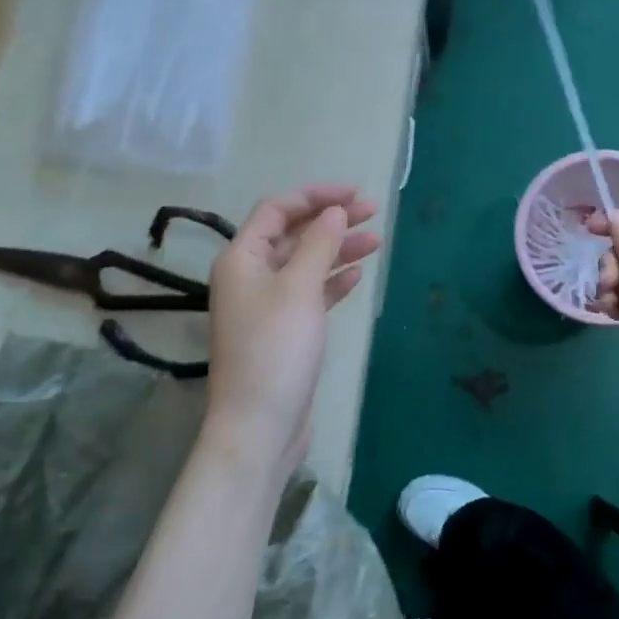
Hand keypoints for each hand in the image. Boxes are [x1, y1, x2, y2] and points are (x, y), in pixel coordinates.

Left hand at [204, 184, 379, 480]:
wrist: (260, 423)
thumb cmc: (276, 348)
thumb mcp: (299, 288)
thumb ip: (319, 244)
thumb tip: (333, 211)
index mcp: (242, 258)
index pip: (277, 210)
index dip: (315, 196)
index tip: (354, 195)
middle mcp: (250, 276)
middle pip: (293, 234)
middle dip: (331, 220)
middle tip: (372, 212)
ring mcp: (267, 305)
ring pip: (306, 263)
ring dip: (338, 249)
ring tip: (376, 240)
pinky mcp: (285, 331)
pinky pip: (310, 293)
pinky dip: (332, 281)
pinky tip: (357, 274)